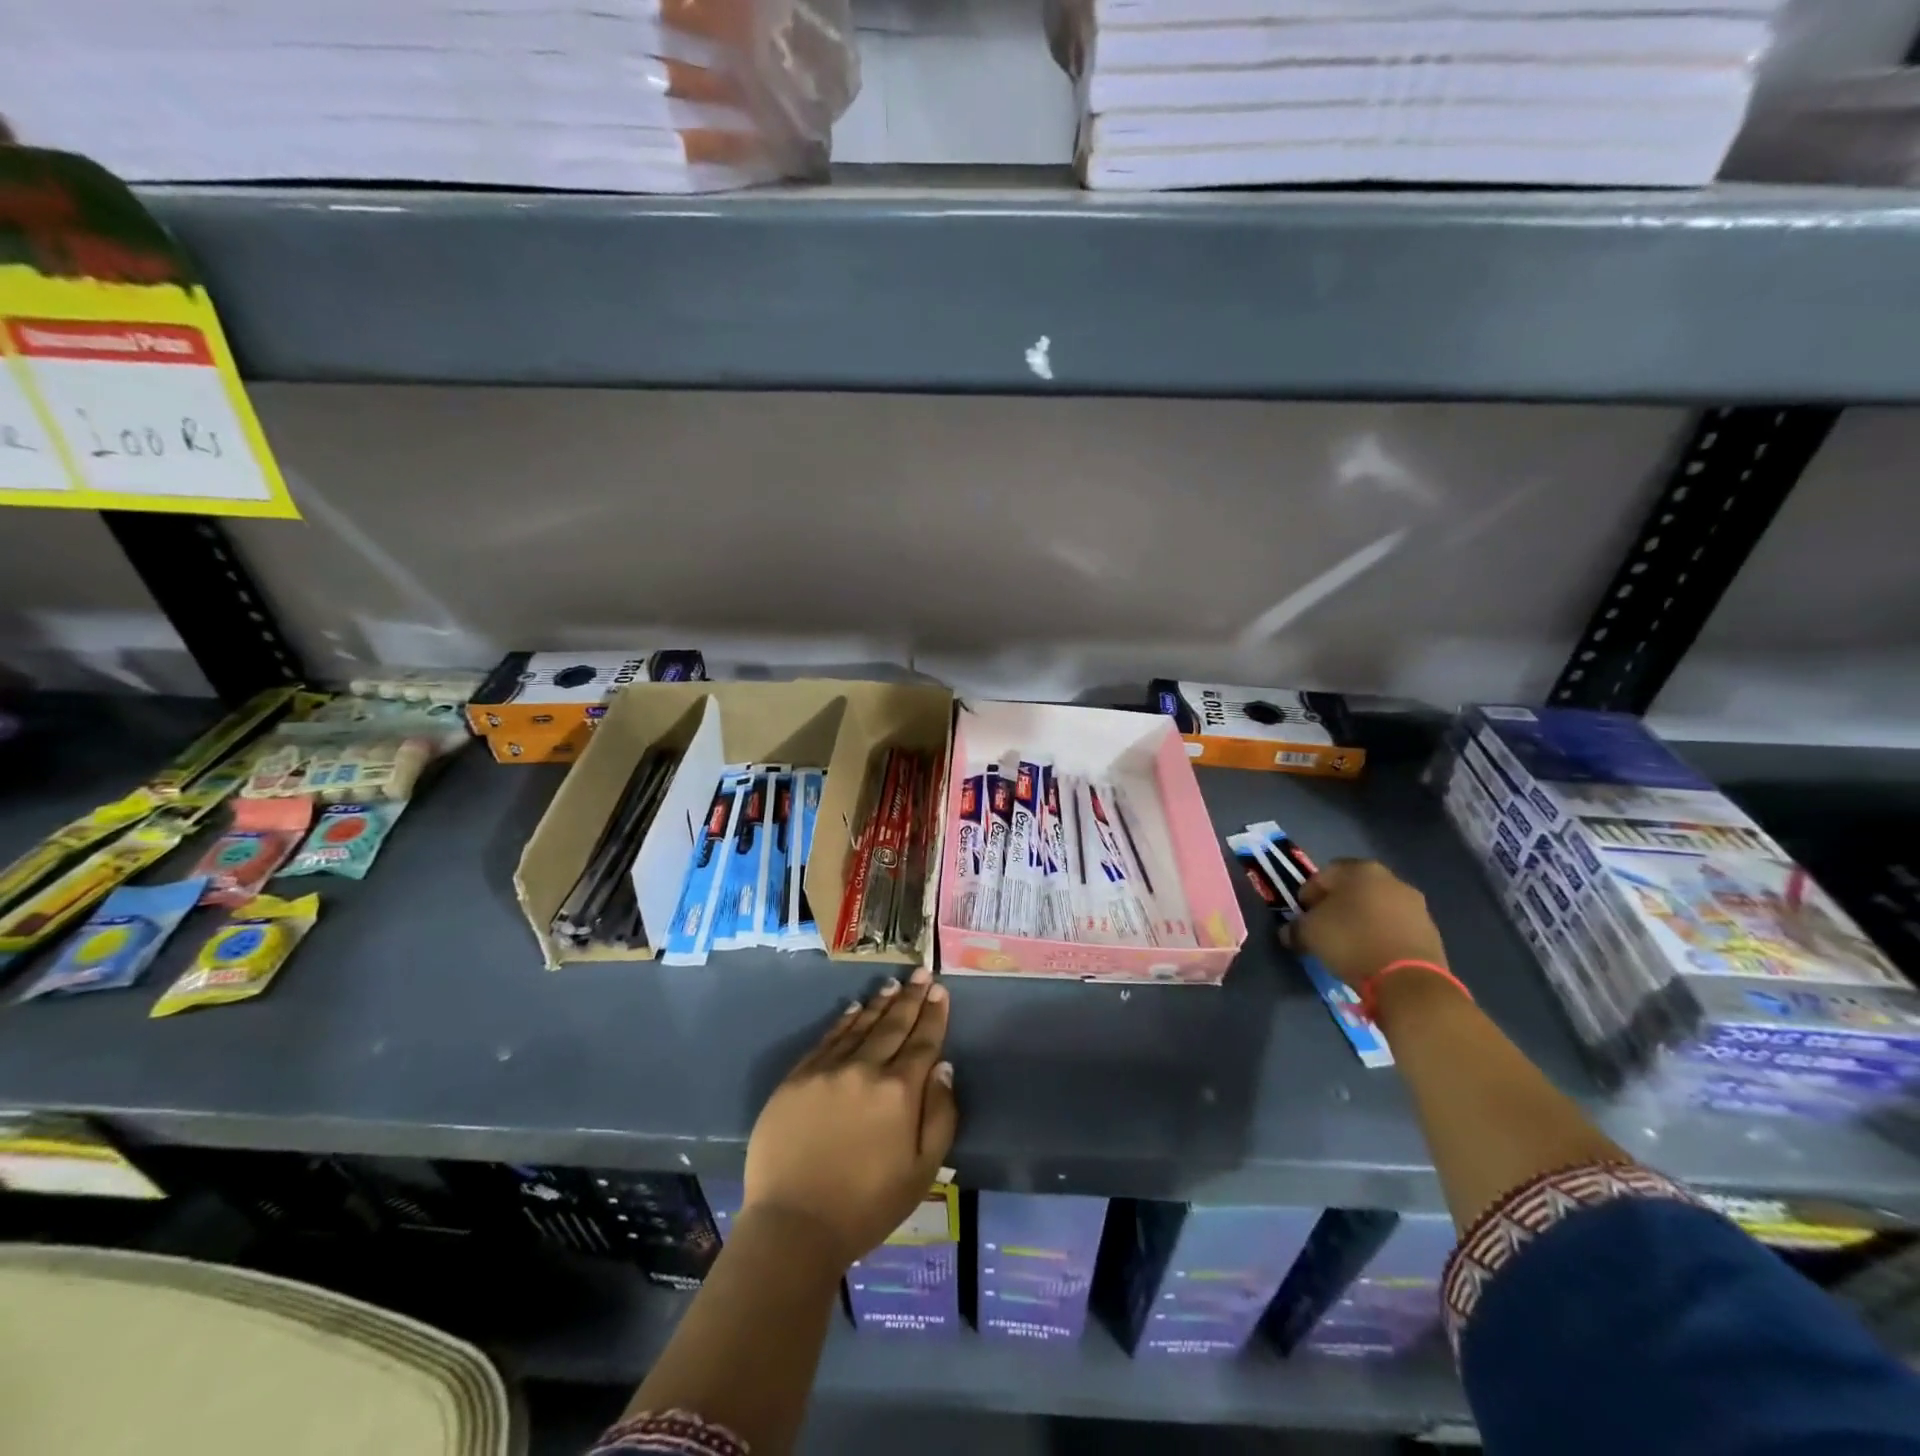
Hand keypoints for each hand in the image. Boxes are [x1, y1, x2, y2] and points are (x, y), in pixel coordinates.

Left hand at [742, 967, 957, 1271]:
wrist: (794, 1226)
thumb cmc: (866, 1205)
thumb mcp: (922, 1171)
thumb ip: (940, 1115)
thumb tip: (943, 1067)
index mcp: (899, 1092)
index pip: (923, 1042)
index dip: (933, 1015)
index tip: (939, 990)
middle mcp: (865, 1069)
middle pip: (893, 1025)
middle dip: (911, 998)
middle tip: (921, 973)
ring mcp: (827, 1070)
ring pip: (859, 1026)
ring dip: (879, 1003)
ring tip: (893, 985)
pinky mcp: (797, 1078)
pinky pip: (827, 1039)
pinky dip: (844, 1021)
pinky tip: (854, 1009)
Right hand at [1287, 858, 1447, 990]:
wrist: (1408, 980)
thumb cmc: (1351, 942)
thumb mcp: (1309, 934)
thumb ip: (1295, 928)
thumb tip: (1290, 932)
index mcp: (1360, 870)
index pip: (1323, 875)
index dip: (1308, 895)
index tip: (1302, 916)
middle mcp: (1391, 879)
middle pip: (1353, 889)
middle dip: (1336, 905)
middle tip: (1324, 928)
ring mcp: (1415, 904)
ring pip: (1376, 907)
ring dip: (1361, 920)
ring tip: (1349, 944)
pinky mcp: (1431, 931)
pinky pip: (1395, 927)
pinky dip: (1381, 935)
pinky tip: (1371, 954)